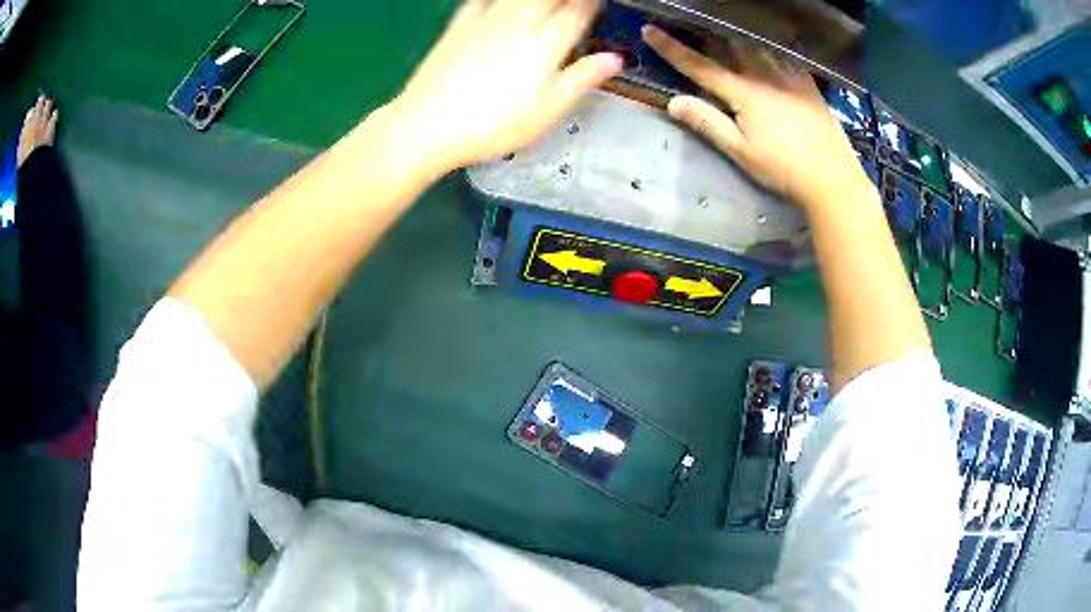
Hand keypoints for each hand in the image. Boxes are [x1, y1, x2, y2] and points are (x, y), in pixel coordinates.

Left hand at [389, 0, 622, 173]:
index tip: (599, 3)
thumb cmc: (494, 125)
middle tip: (573, 6)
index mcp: (545, 44)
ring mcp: (487, 18)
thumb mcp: (547, 111)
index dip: (592, 4)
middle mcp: (520, 22)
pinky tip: (503, 4)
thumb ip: (582, 79)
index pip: (578, 11)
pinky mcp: (460, 22)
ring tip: (544, 6)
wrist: (429, 124)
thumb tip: (616, 59)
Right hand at [642, 25, 869, 208]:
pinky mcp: (807, 82)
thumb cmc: (784, 169)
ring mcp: (789, 75)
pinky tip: (763, 46)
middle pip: (729, 43)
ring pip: (755, 44)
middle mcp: (764, 75)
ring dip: (734, 35)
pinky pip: (781, 53)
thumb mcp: (741, 152)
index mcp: (744, 92)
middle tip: (690, 25)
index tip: (650, 30)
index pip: (699, 65)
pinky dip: (765, 45)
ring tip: (722, 31)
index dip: (672, 48)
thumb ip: (708, 123)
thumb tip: (674, 102)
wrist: (832, 177)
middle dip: (706, 32)